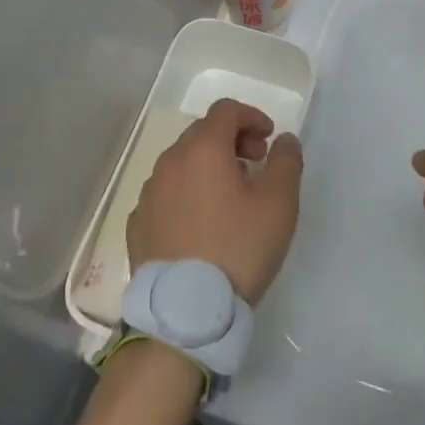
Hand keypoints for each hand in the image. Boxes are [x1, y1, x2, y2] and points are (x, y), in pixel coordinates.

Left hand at [128, 99, 303, 302]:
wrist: (184, 315)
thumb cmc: (237, 250)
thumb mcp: (278, 205)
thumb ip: (286, 162)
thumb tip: (284, 139)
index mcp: (203, 149)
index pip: (226, 110)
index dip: (251, 117)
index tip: (269, 141)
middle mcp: (170, 160)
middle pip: (202, 133)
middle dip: (232, 140)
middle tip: (255, 166)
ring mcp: (149, 192)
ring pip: (182, 163)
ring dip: (207, 167)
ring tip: (229, 199)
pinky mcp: (138, 223)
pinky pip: (166, 193)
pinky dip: (186, 194)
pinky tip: (200, 225)